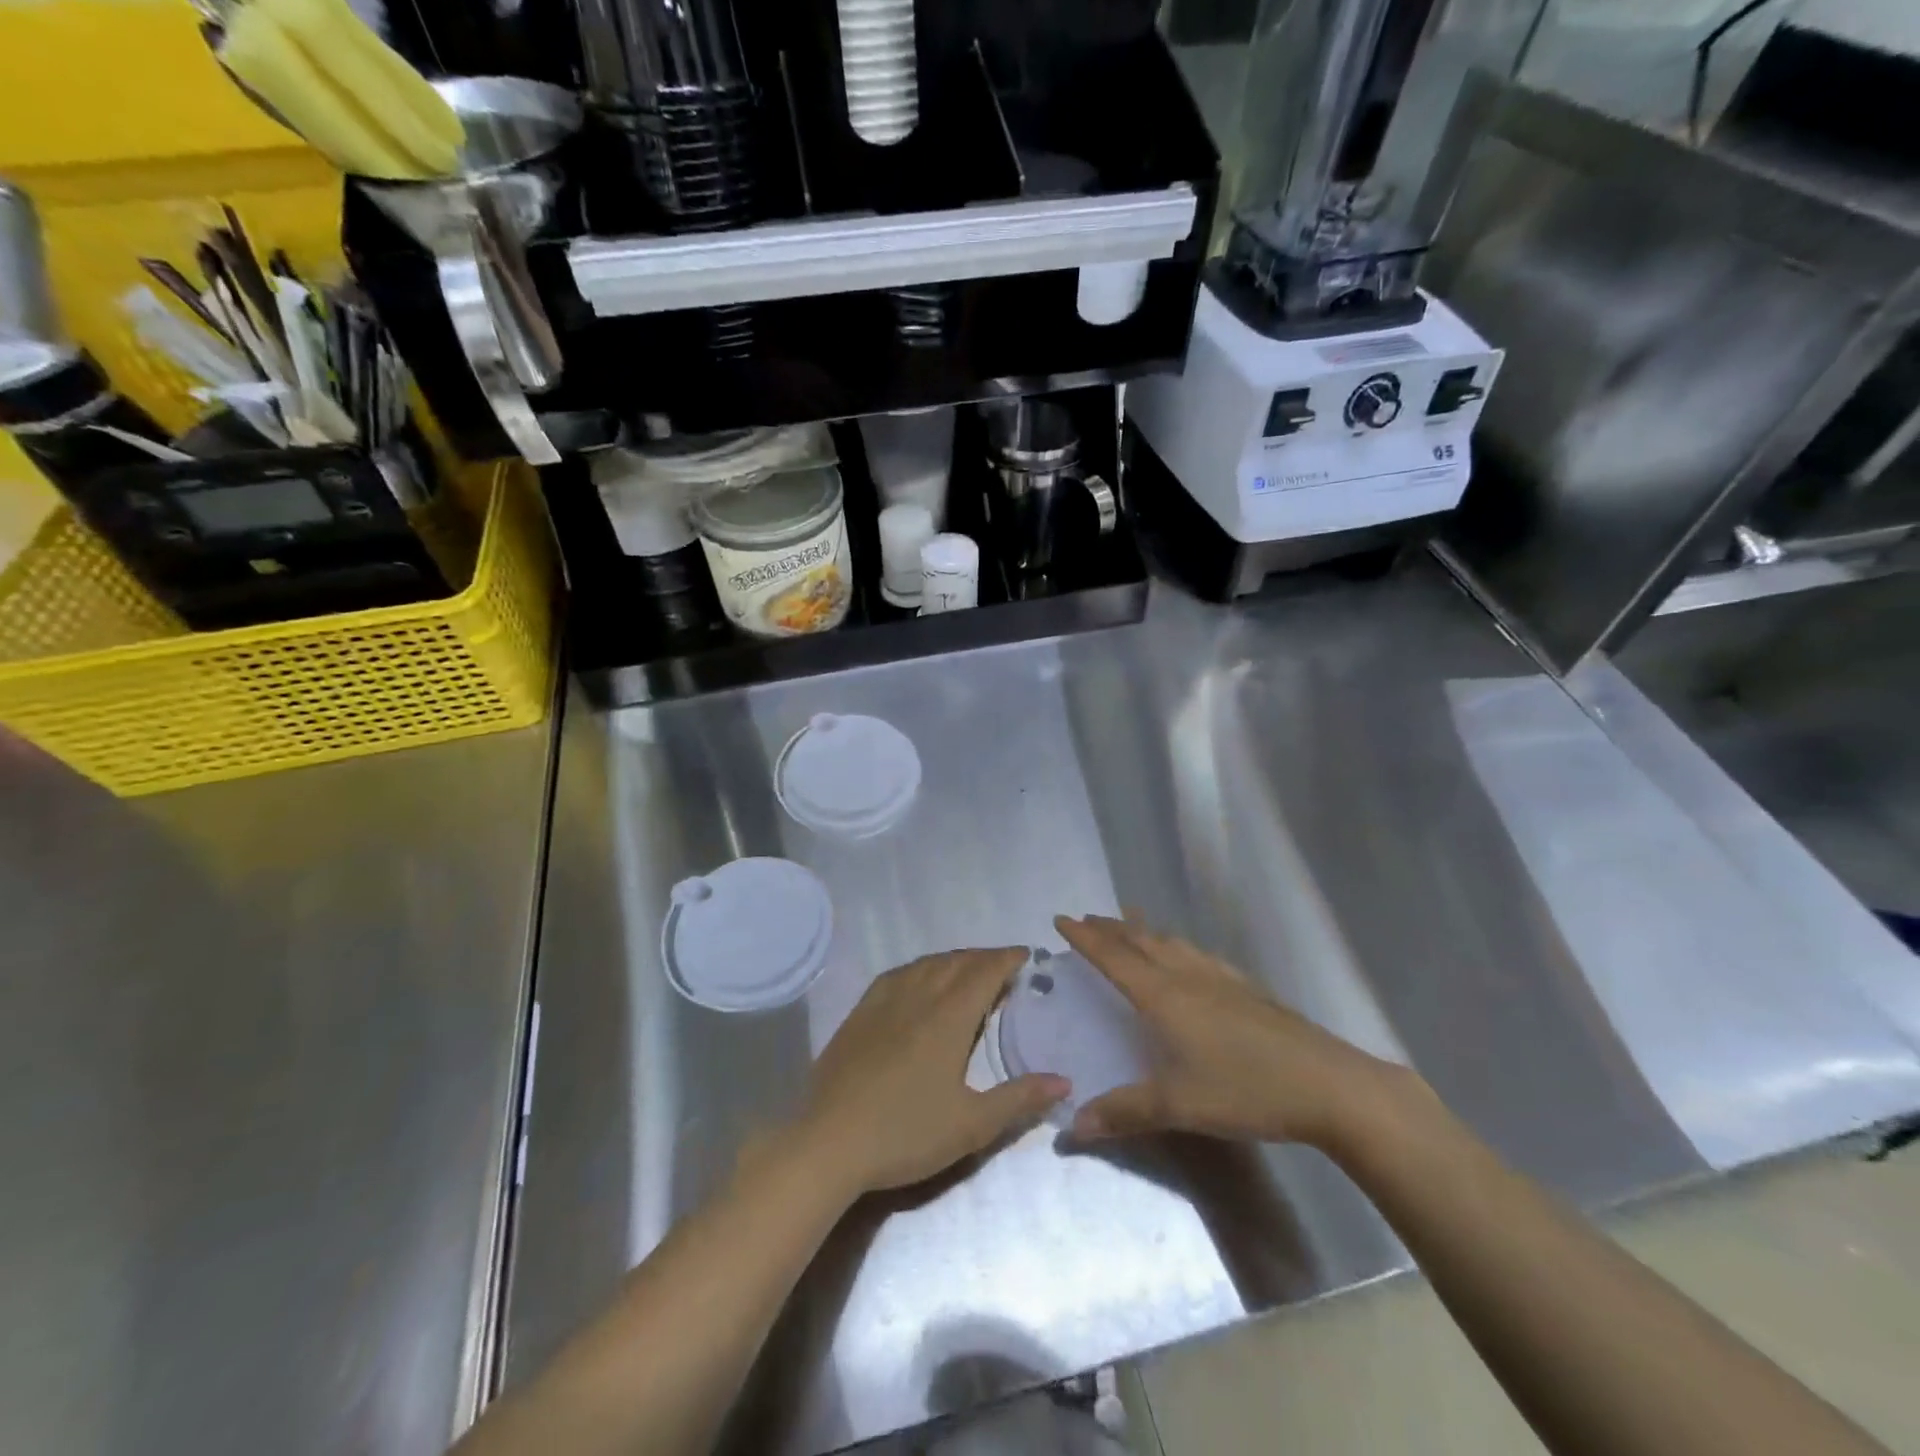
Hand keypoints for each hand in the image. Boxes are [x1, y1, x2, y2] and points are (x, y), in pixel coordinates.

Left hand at [795, 948, 1068, 1197]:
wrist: (829, 1142)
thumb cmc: (906, 1133)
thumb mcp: (971, 1124)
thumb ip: (1019, 1098)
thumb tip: (1063, 1080)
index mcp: (948, 1017)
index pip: (984, 972)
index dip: (1007, 959)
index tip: (1026, 955)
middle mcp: (917, 996)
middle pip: (956, 962)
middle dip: (984, 958)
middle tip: (1004, 967)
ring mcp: (883, 1002)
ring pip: (925, 964)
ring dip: (953, 960)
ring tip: (968, 971)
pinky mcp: (859, 1014)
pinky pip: (897, 975)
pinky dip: (920, 969)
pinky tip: (919, 981)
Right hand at [1055, 914, 1402, 1149]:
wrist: (1328, 1085)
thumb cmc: (1245, 1089)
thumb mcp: (1178, 1106)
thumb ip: (1123, 1112)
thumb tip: (1072, 1125)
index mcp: (1163, 996)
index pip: (1113, 957)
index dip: (1085, 938)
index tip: (1061, 919)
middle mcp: (1188, 977)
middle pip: (1141, 941)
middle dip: (1110, 928)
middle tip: (1088, 918)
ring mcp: (1221, 979)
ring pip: (1173, 943)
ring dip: (1145, 931)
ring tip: (1131, 923)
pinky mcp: (1248, 990)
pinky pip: (1199, 955)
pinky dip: (1178, 946)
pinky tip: (1190, 957)